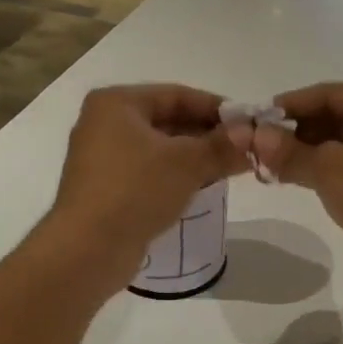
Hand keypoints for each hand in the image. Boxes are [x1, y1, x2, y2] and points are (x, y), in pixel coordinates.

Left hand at [45, 85, 248, 291]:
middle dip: (206, 135)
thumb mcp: (187, 163)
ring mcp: (101, 159)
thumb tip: (254, 135)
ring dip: (193, 158)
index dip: (216, 108)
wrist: (87, 248)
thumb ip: (223, 146)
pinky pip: (147, 174)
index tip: (249, 124)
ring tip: (228, 170)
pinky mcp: (105, 190)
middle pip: (167, 121)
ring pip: (158, 150)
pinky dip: (174, 177)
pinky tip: (199, 190)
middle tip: (243, 150)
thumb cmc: (135, 190)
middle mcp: (104, 124)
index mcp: (117, 103)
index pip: (177, 95)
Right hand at [248, 83, 342, 300]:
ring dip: (301, 154)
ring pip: (336, 146)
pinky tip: (288, 179)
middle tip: (255, 146)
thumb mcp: (330, 169)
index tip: (255, 119)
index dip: (290, 105)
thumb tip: (251, 134)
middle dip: (293, 132)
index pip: (330, 94)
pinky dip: (316, 171)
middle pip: (332, 117)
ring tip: (264, 166)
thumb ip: (288, 151)